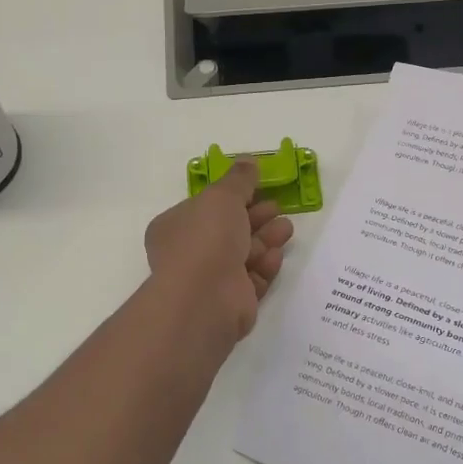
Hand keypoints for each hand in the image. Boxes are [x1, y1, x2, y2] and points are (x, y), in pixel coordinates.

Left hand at [144, 159, 294, 342]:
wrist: (206, 296)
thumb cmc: (207, 237)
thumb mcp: (223, 196)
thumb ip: (239, 179)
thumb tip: (249, 161)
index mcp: (175, 227)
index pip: (205, 208)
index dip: (232, 197)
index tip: (258, 188)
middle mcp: (189, 253)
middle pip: (228, 231)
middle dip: (255, 218)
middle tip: (278, 208)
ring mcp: (210, 280)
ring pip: (244, 255)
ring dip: (266, 239)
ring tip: (287, 228)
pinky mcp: (232, 302)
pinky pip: (252, 279)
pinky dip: (265, 266)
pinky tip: (277, 255)